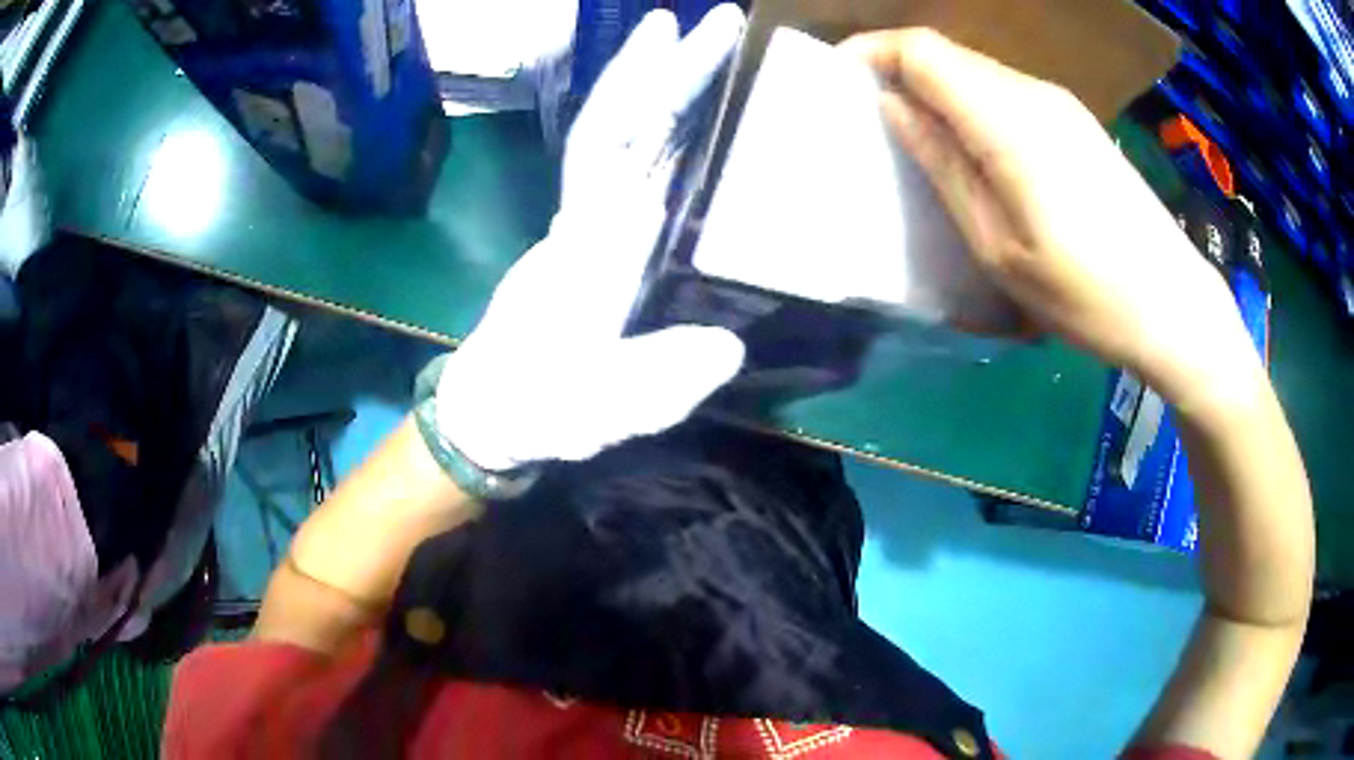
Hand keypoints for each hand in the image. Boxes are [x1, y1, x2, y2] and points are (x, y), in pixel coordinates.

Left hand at [432, 6, 746, 471]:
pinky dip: (658, 128)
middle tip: (716, 21)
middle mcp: (584, 216)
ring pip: (623, 137)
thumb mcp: (596, 412)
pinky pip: (629, 169)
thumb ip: (654, 383)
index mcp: (586, 244)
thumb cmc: (537, 409)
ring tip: (701, 42)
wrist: (491, 412)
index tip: (681, 37)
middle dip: (664, 67)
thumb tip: (727, 346)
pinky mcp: (596, 237)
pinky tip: (688, 112)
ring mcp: (588, 222)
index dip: (646, 89)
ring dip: (658, 85)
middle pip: (621, 123)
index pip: (612, 147)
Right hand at [841, 30, 1261, 409]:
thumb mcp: (1000, 247)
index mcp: (1010, 120)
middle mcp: (1035, 94)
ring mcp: (1061, 106)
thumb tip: (894, 106)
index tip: (839, 84)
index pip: (922, 50)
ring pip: (976, 74)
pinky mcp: (1076, 123)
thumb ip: (945, 166)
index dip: (872, 52)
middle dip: (898, 75)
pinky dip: (972, 110)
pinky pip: (1007, 95)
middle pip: (948, 55)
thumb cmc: (1087, 294)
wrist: (1174, 305)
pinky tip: (974, 155)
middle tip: (872, 125)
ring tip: (919, 146)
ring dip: (937, 95)